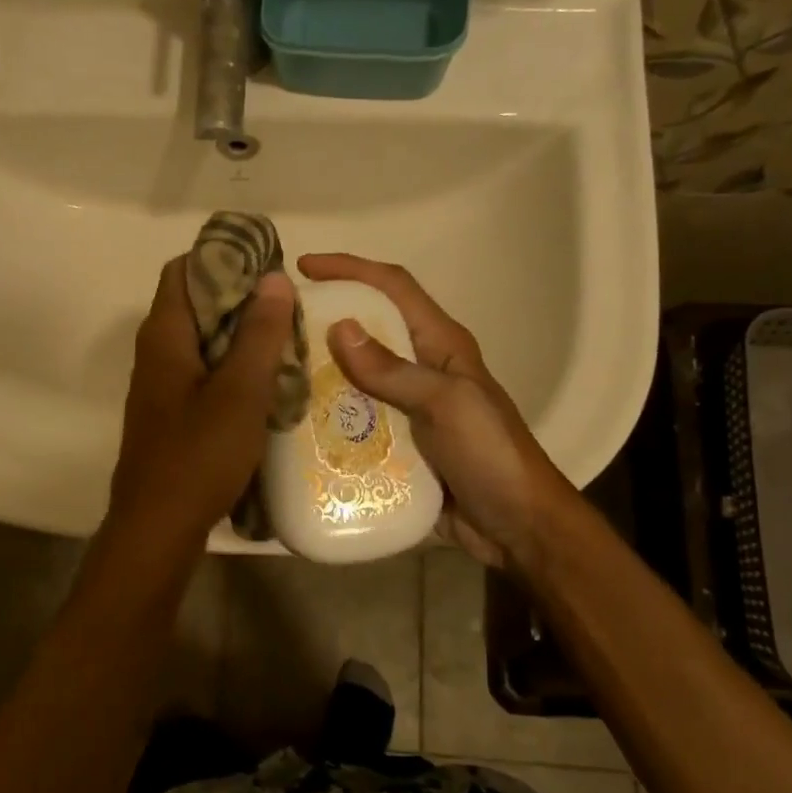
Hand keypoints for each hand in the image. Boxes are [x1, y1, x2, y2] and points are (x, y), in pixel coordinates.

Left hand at [104, 256, 296, 550]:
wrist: (158, 527)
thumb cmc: (199, 455)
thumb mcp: (240, 391)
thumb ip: (259, 333)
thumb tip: (274, 278)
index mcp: (164, 335)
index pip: (184, 270)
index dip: (223, 259)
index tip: (268, 266)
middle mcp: (156, 351)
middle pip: (195, 303)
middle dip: (240, 297)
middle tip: (287, 305)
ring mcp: (162, 384)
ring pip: (202, 340)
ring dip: (240, 334)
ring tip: (285, 338)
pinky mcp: (172, 412)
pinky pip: (203, 371)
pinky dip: (232, 365)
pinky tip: (266, 381)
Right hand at [295, 253, 581, 573]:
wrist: (516, 526)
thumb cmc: (491, 455)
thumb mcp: (448, 405)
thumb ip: (395, 370)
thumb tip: (339, 328)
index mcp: (440, 344)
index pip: (393, 288)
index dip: (351, 269)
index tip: (304, 266)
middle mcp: (420, 368)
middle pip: (366, 330)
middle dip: (324, 322)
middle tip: (277, 327)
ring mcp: (407, 408)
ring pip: (353, 378)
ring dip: (319, 374)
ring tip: (275, 375)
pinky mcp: (396, 444)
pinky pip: (353, 421)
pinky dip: (327, 418)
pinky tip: (295, 426)